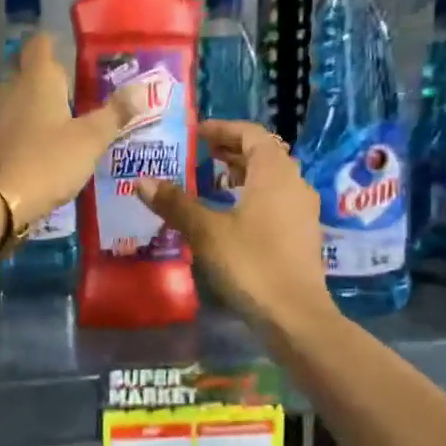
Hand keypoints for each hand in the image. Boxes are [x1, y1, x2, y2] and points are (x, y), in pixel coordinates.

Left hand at [0, 33, 145, 228]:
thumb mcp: (90, 139)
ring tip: (57, 118)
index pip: (41, 43)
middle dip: (46, 75)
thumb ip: (116, 112)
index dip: (54, 43)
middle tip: (72, 89)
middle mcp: (10, 87)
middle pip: (27, 69)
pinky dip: (20, 125)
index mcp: (37, 78)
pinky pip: (6, 121)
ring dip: (33, 102)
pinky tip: (36, 142)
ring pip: (15, 95)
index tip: (70, 52)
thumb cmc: (49, 160)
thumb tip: (145, 89)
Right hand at [133, 120, 332, 329]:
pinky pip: (275, 201)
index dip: (223, 129)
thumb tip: (143, 181)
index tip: (197, 132)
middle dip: (231, 150)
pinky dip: (252, 196)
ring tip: (211, 181)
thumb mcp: (207, 231)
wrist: (295, 315)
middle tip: (200, 154)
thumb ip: (176, 203)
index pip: (252, 134)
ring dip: (242, 174)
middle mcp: (294, 184)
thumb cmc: (251, 263)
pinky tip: (229, 216)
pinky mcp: (301, 235)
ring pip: (270, 179)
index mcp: (275, 173)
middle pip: (264, 154)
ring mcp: (302, 211)